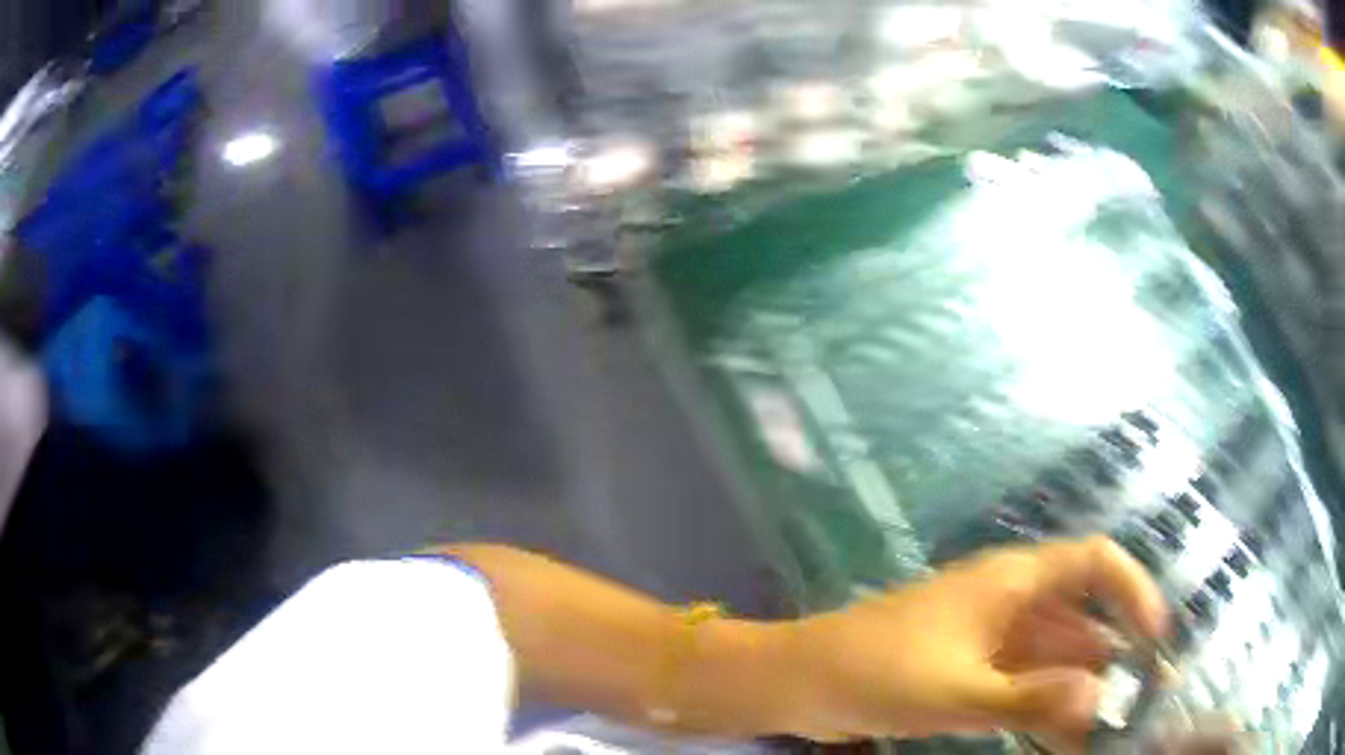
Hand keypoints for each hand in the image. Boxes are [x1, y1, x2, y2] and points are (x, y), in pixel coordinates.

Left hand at [782, 536, 1167, 747]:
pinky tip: (1066, 735)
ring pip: (1056, 657)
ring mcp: (991, 636)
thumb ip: (1030, 698)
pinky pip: (1025, 680)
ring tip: (1109, 731)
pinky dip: (1047, 704)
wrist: (801, 681)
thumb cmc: (877, 674)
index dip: (1133, 591)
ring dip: (1082, 689)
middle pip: (1082, 618)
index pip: (1095, 563)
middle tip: (1141, 703)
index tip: (1155, 639)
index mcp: (1013, 581)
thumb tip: (1101, 700)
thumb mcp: (957, 692)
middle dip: (1115, 657)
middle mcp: (1011, 601)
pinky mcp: (971, 667)